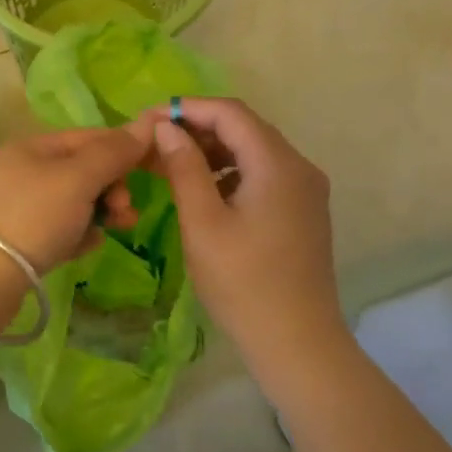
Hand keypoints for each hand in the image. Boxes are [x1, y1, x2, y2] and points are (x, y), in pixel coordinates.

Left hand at [0, 124, 152, 273]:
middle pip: (83, 170)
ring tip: (114, 231)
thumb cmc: (32, 217)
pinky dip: (78, 234)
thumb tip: (148, 123)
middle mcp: (24, 170)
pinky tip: (86, 247)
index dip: (125, 149)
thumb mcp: (78, 178)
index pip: (91, 137)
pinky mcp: (18, 239)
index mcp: (34, 146)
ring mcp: (19, 206)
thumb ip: (114, 152)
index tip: (155, 170)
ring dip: (100, 212)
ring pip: (74, 202)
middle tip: (126, 212)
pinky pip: (60, 229)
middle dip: (113, 187)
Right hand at [145, 98, 348, 365]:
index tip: (146, 120)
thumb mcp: (203, 223)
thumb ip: (184, 168)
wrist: (298, 343)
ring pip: (253, 152)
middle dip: (197, 129)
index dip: (186, 108)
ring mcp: (305, 190)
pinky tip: (203, 191)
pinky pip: (263, 175)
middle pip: (244, 128)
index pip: (230, 113)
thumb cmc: (243, 283)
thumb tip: (167, 128)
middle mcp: (299, 167)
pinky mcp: (302, 211)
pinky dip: (230, 173)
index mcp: (278, 163)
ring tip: (170, 166)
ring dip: (212, 152)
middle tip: (153, 145)